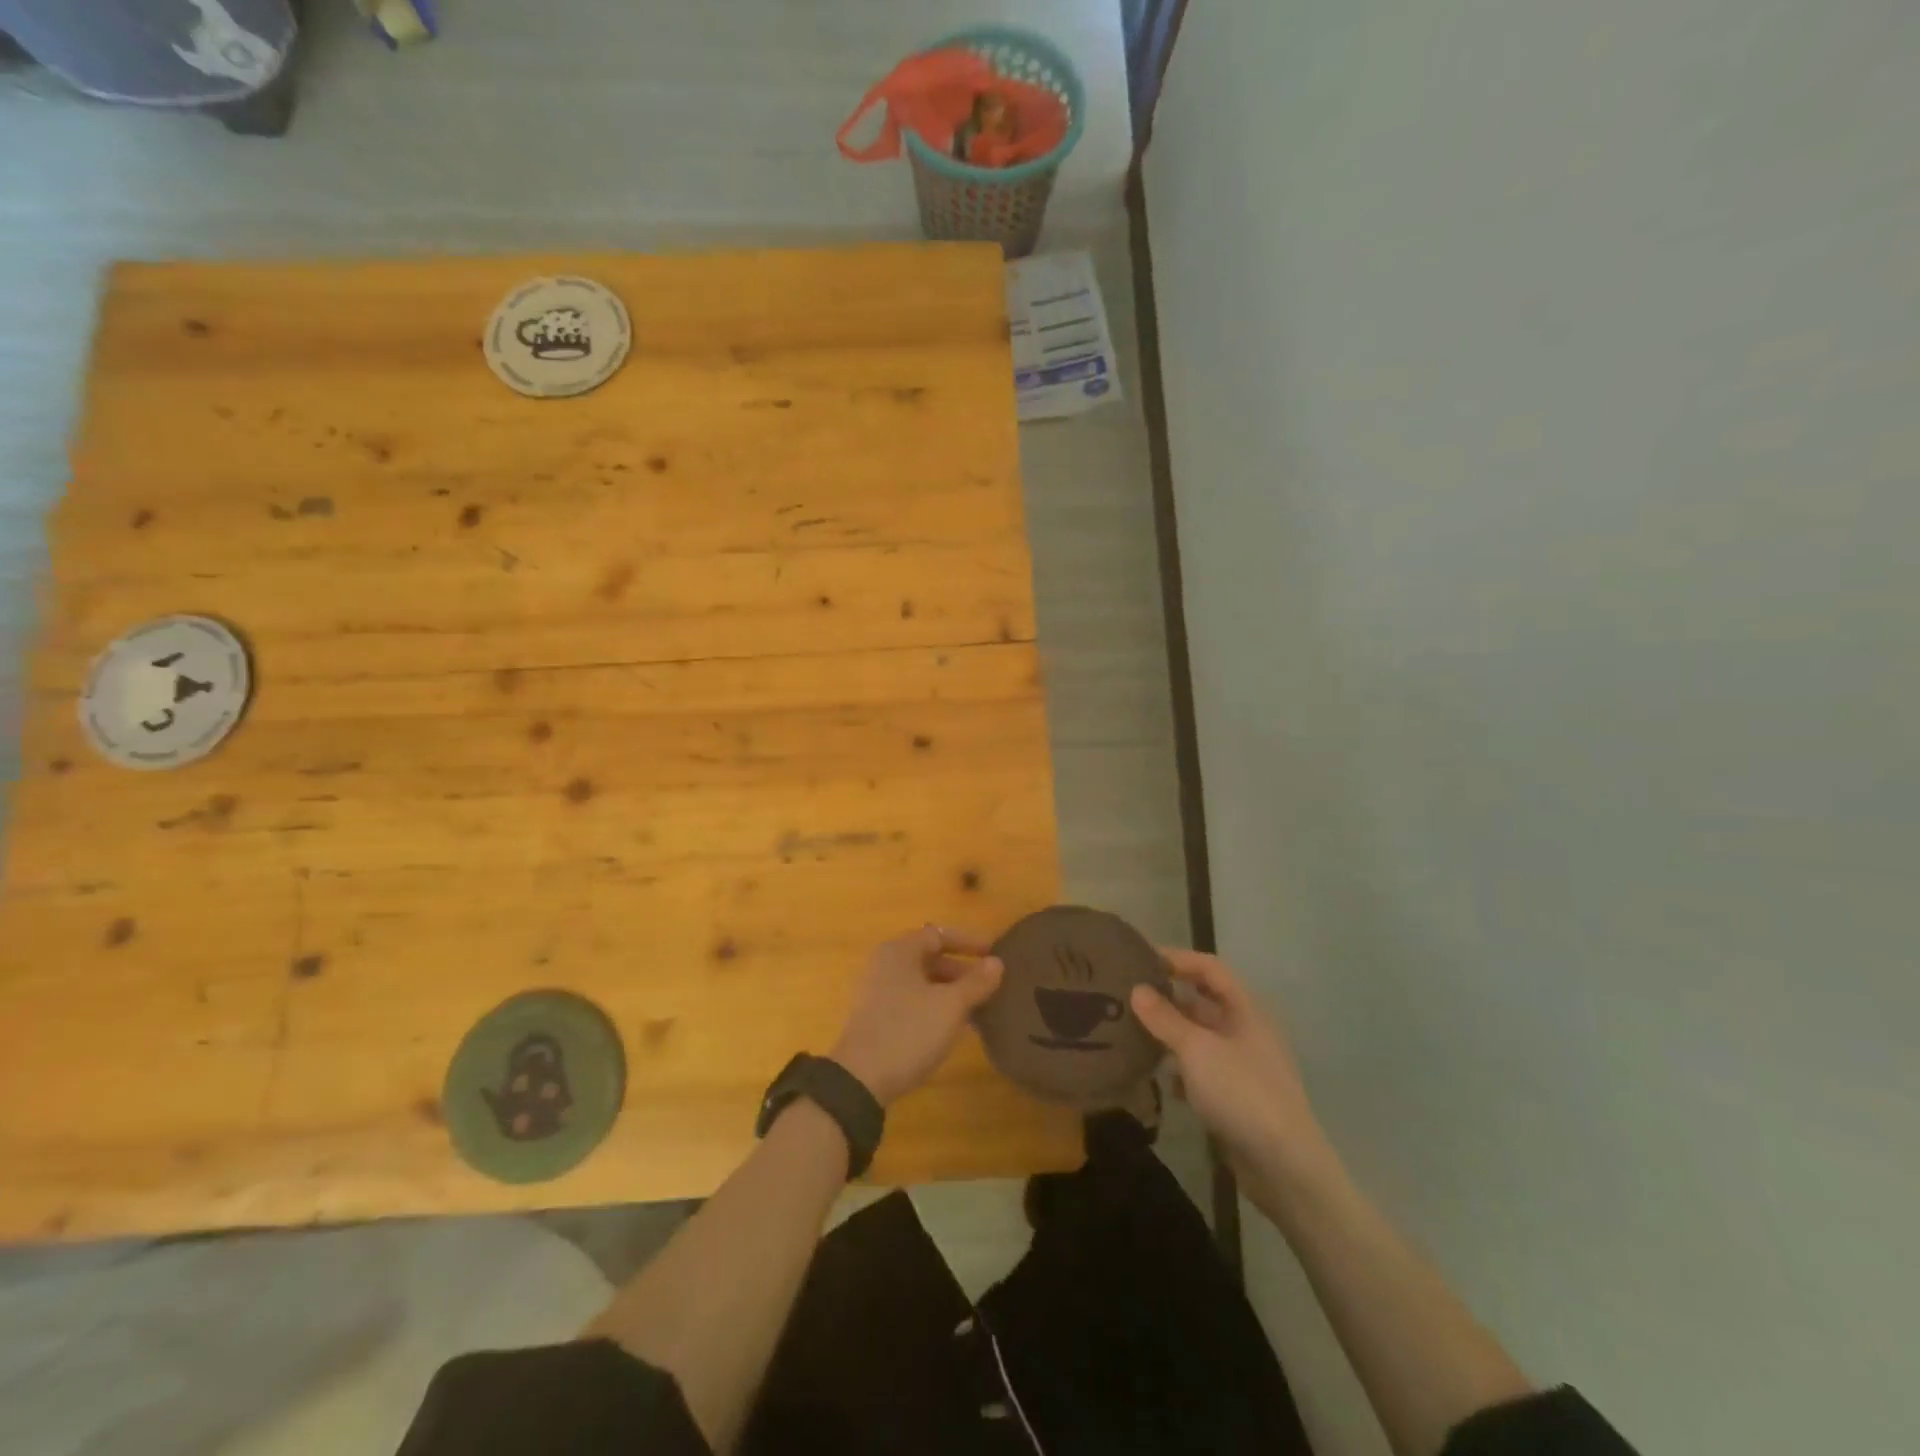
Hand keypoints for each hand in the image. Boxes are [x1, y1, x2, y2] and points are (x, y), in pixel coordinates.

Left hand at [830, 925, 1003, 1106]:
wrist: (861, 1080)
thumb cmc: (909, 1031)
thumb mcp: (950, 1006)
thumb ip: (976, 982)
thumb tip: (997, 962)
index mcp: (900, 951)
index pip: (939, 934)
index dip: (969, 942)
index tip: (994, 955)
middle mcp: (885, 964)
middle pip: (929, 957)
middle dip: (961, 969)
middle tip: (989, 985)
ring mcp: (877, 991)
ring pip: (922, 981)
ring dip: (950, 990)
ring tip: (977, 1007)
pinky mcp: (876, 1016)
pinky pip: (912, 1000)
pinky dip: (935, 1005)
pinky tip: (953, 1026)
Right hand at [1131, 949, 1334, 1200]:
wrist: (1285, 1167)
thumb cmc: (1242, 1092)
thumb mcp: (1196, 1049)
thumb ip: (1165, 1018)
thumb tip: (1136, 990)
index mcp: (1245, 1010)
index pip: (1210, 968)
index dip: (1177, 958)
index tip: (1140, 958)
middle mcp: (1246, 1031)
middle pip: (1204, 1001)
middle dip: (1168, 996)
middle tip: (1128, 994)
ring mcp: (1243, 1065)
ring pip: (1200, 1037)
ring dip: (1170, 1033)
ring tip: (1132, 1032)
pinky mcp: (1237, 1096)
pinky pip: (1202, 1070)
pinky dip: (1181, 1070)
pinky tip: (1159, 1079)